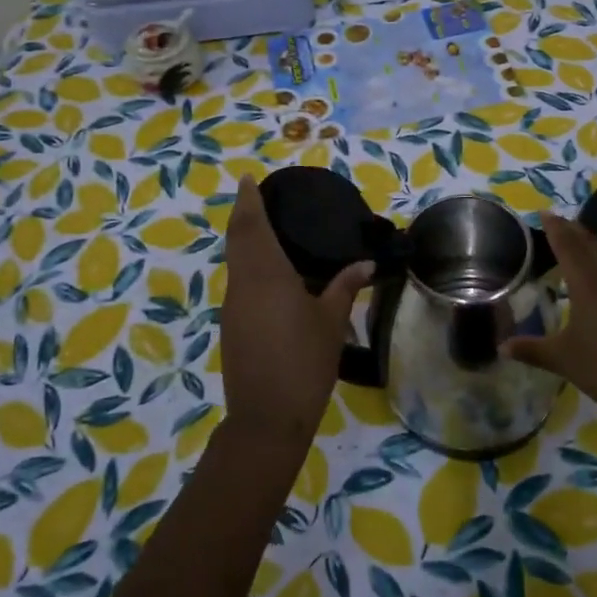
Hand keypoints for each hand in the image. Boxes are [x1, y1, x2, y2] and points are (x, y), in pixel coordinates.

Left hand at [218, 175, 371, 446]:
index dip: (248, 200)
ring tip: (268, 229)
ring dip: (245, 241)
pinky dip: (249, 266)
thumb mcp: (331, 321)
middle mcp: (242, 284)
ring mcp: (233, 306)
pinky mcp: (231, 326)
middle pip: (237, 239)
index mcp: (266, 275)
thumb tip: (365, 263)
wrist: (267, 418)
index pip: (251, 226)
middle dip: (243, 214)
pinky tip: (271, 275)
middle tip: (256, 195)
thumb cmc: (304, 362)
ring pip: (235, 262)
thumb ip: (345, 286)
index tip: (248, 179)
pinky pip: (239, 283)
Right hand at [506, 214, 596, 424]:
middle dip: (573, 231)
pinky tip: (596, 283)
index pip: (568, 246)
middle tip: (557, 221)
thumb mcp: (563, 359)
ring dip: (588, 248)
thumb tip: (501, 346)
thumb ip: (532, 350)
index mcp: (588, 285)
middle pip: (590, 246)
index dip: (555, 228)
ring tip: (573, 245)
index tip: (545, 213)